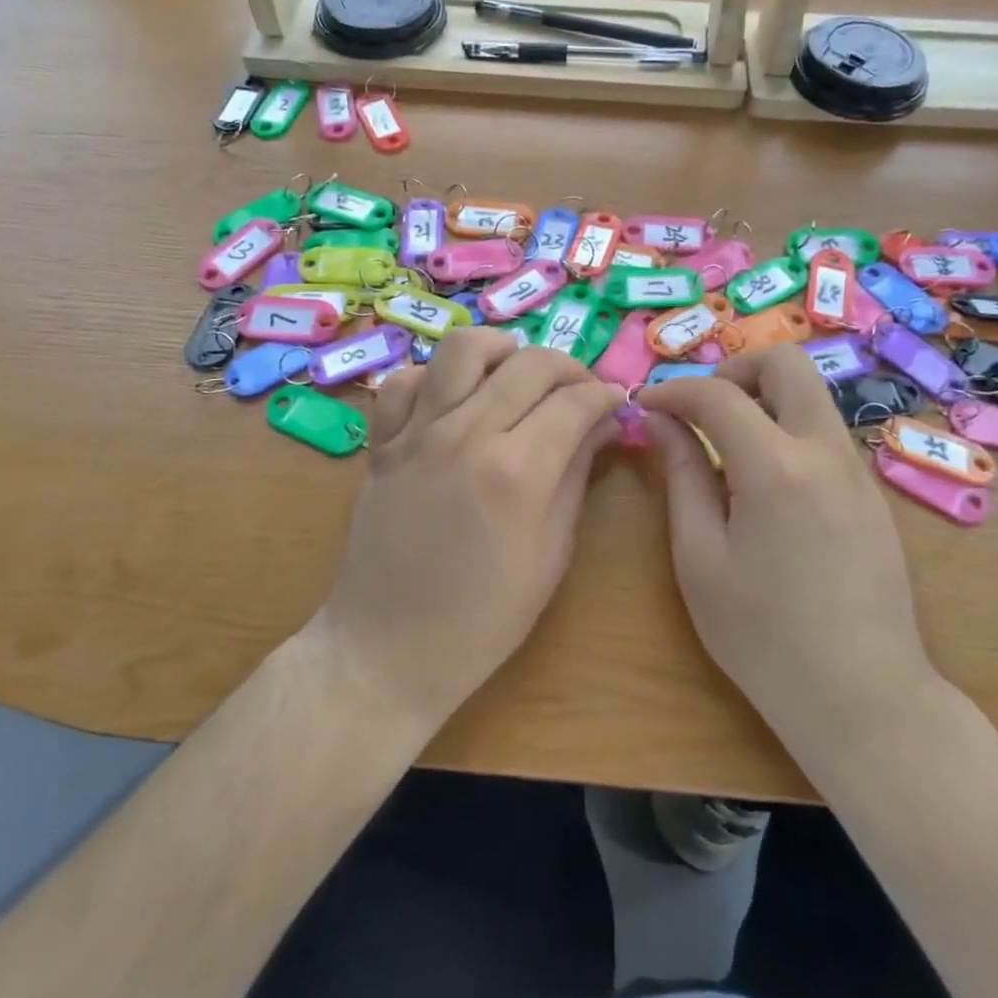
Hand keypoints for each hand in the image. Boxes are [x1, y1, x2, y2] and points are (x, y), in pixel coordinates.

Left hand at [309, 328, 623, 730]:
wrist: (389, 649)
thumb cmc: (484, 618)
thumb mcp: (551, 553)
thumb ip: (577, 475)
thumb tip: (604, 423)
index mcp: (516, 472)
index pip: (575, 402)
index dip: (606, 395)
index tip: (616, 403)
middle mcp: (466, 436)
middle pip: (529, 363)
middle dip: (569, 368)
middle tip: (580, 392)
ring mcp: (416, 433)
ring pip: (462, 348)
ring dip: (502, 351)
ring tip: (516, 376)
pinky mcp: (381, 442)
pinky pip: (405, 380)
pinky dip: (435, 377)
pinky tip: (454, 401)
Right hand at [640, 345, 938, 750]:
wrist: (864, 699)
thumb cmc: (764, 636)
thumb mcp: (701, 558)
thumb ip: (681, 475)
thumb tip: (661, 421)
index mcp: (776, 466)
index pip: (718, 394)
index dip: (674, 390)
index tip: (646, 405)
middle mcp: (826, 451)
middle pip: (787, 363)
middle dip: (735, 368)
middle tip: (700, 407)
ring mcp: (858, 471)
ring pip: (810, 395)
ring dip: (763, 397)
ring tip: (725, 443)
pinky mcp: (873, 494)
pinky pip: (825, 433)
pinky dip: (787, 428)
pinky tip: (764, 481)